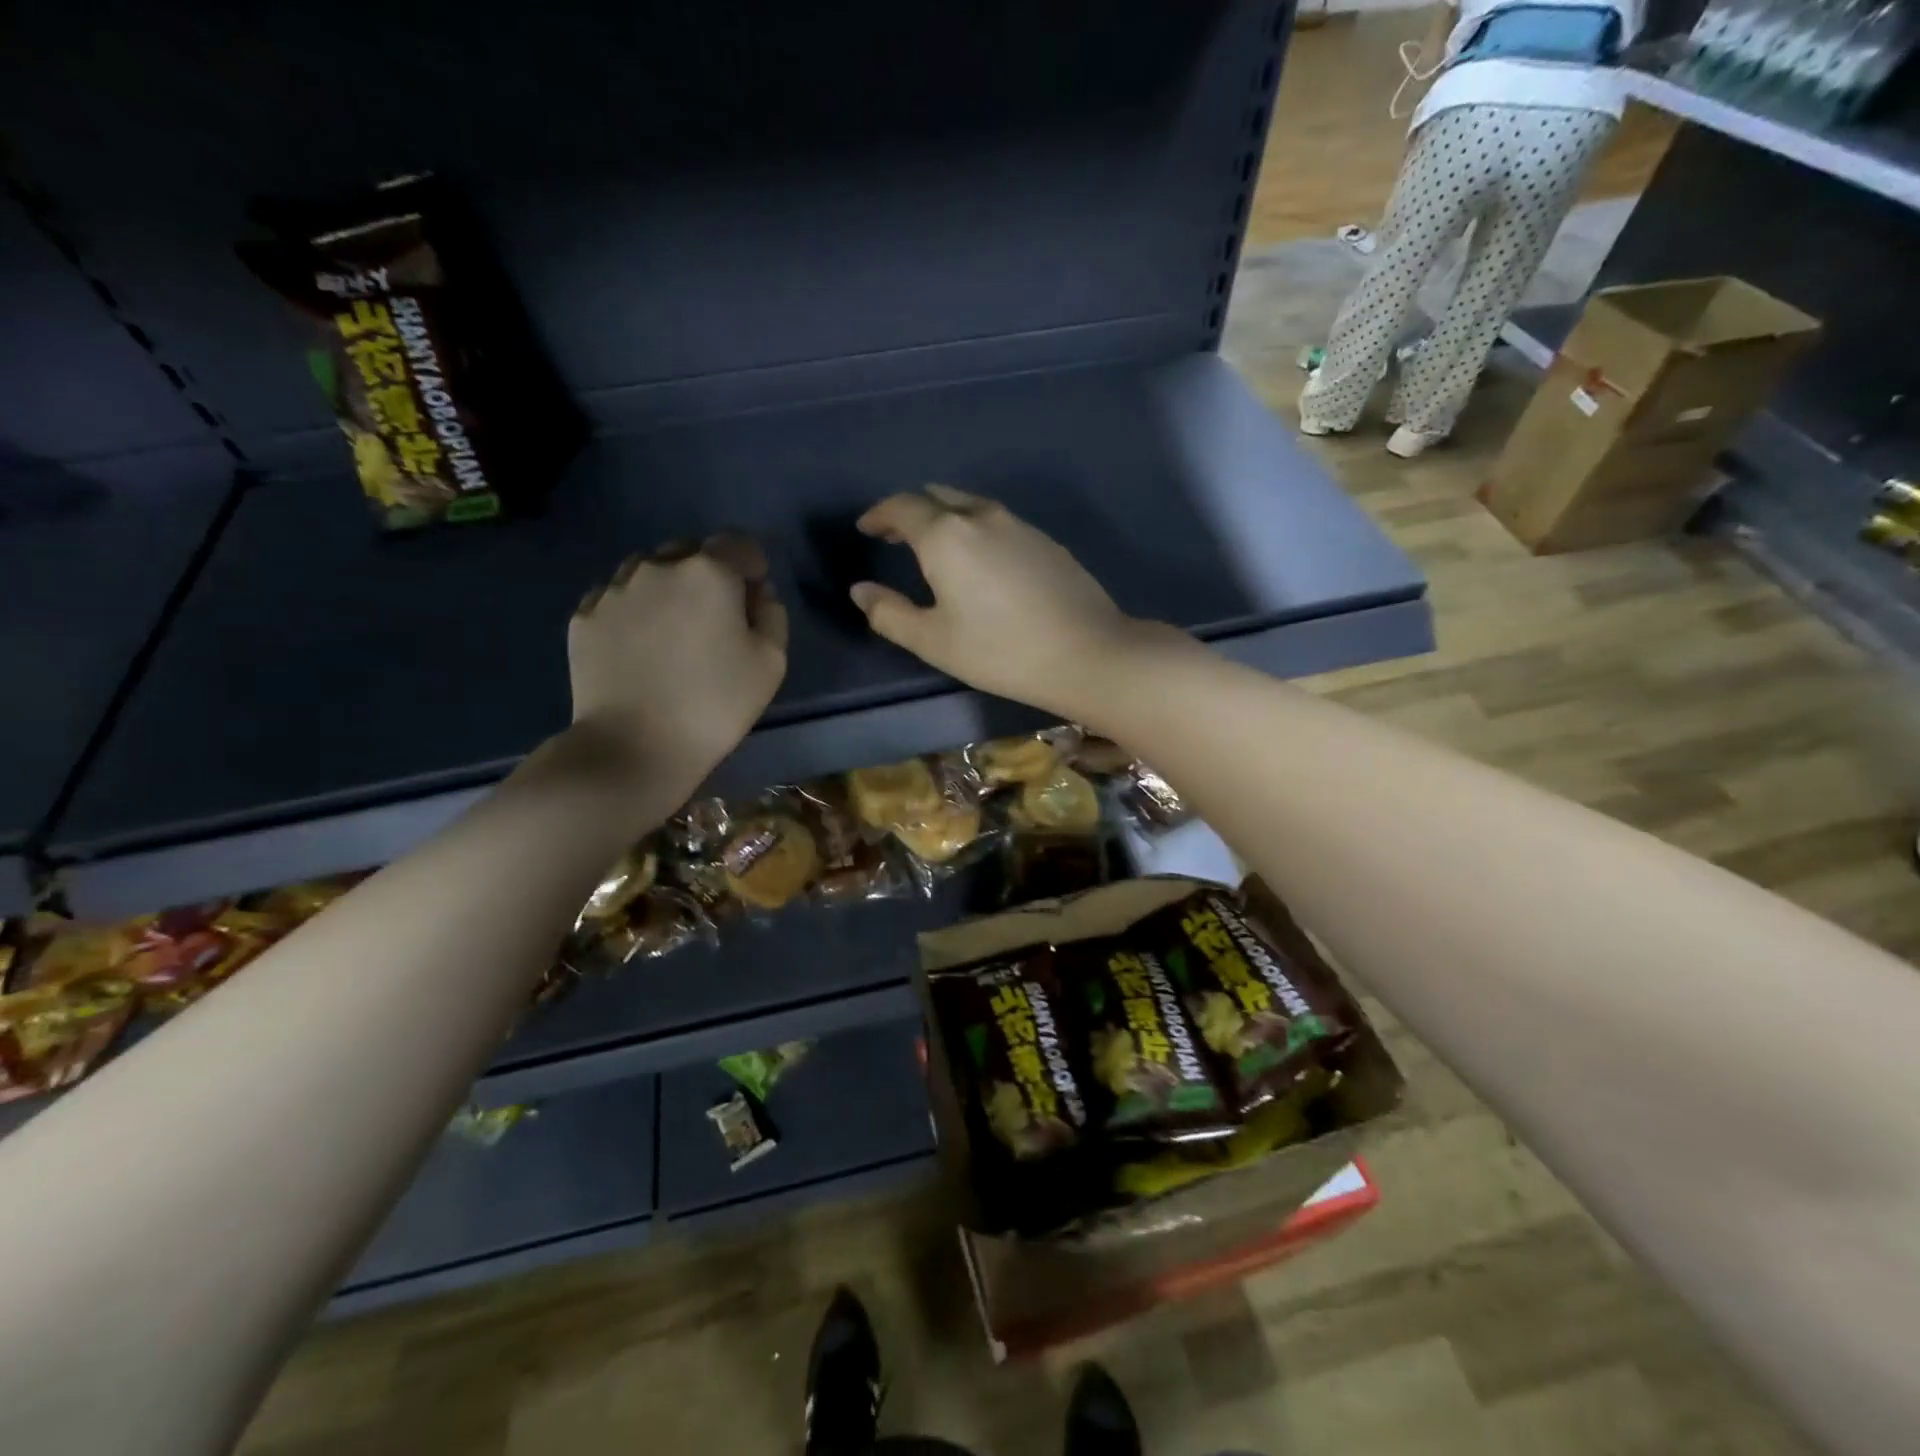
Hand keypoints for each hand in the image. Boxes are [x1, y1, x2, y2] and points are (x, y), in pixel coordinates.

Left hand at [567, 534, 787, 798]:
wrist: (633, 747)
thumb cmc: (714, 705)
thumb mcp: (771, 663)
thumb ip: (772, 615)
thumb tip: (757, 594)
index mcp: (709, 572)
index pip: (738, 544)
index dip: (752, 567)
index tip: (753, 599)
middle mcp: (658, 567)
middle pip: (691, 552)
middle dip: (709, 574)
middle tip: (715, 619)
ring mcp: (614, 589)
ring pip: (649, 570)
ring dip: (668, 588)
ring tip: (672, 631)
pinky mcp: (583, 616)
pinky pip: (616, 597)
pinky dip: (634, 610)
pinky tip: (640, 646)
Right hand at [849, 486, 1163, 718]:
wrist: (1087, 652)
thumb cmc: (1000, 651)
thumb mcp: (934, 641)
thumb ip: (890, 613)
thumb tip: (861, 591)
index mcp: (947, 535)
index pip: (903, 507)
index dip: (879, 514)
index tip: (866, 528)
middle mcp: (982, 517)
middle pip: (937, 497)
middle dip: (910, 511)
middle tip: (895, 535)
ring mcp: (1020, 525)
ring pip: (971, 506)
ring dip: (945, 517)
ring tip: (935, 545)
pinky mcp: (1046, 541)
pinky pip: (998, 521)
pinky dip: (975, 528)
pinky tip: (980, 560)